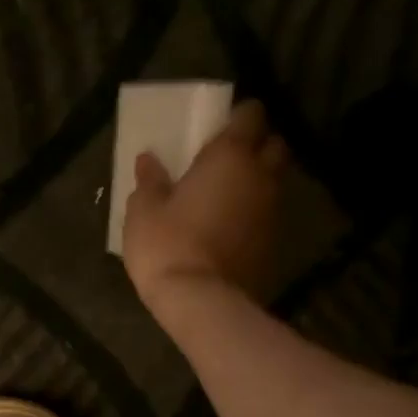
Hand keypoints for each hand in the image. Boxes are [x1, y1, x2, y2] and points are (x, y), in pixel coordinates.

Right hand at [122, 99, 291, 312]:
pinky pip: (267, 216)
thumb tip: (148, 160)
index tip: (220, 127)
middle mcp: (261, 176)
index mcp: (230, 156)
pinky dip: (254, 215)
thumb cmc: (167, 246)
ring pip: (274, 182)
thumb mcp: (143, 212)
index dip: (238, 117)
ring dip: (257, 183)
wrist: (200, 301)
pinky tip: (231, 229)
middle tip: (229, 160)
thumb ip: (149, 181)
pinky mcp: (273, 244)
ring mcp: (272, 211)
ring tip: (228, 196)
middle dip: (257, 146)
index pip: (250, 115)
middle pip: (274, 146)